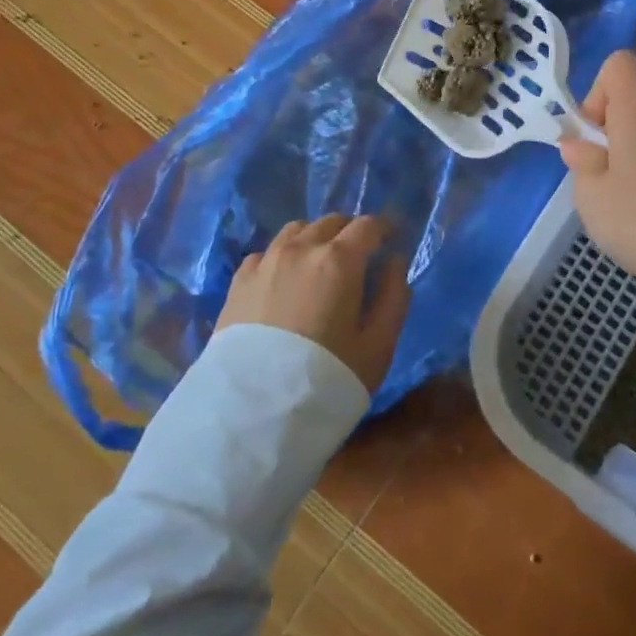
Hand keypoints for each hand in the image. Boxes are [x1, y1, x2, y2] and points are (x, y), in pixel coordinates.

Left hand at [215, 216, 411, 393]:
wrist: (251, 413)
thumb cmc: (326, 379)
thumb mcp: (378, 346)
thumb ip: (394, 297)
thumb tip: (396, 263)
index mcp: (339, 260)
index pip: (368, 226)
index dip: (385, 227)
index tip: (394, 236)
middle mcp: (301, 249)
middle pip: (332, 222)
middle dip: (351, 231)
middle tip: (361, 252)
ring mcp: (266, 262)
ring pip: (297, 230)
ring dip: (316, 237)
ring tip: (322, 261)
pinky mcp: (239, 281)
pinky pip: (268, 252)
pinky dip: (285, 254)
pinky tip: (286, 279)